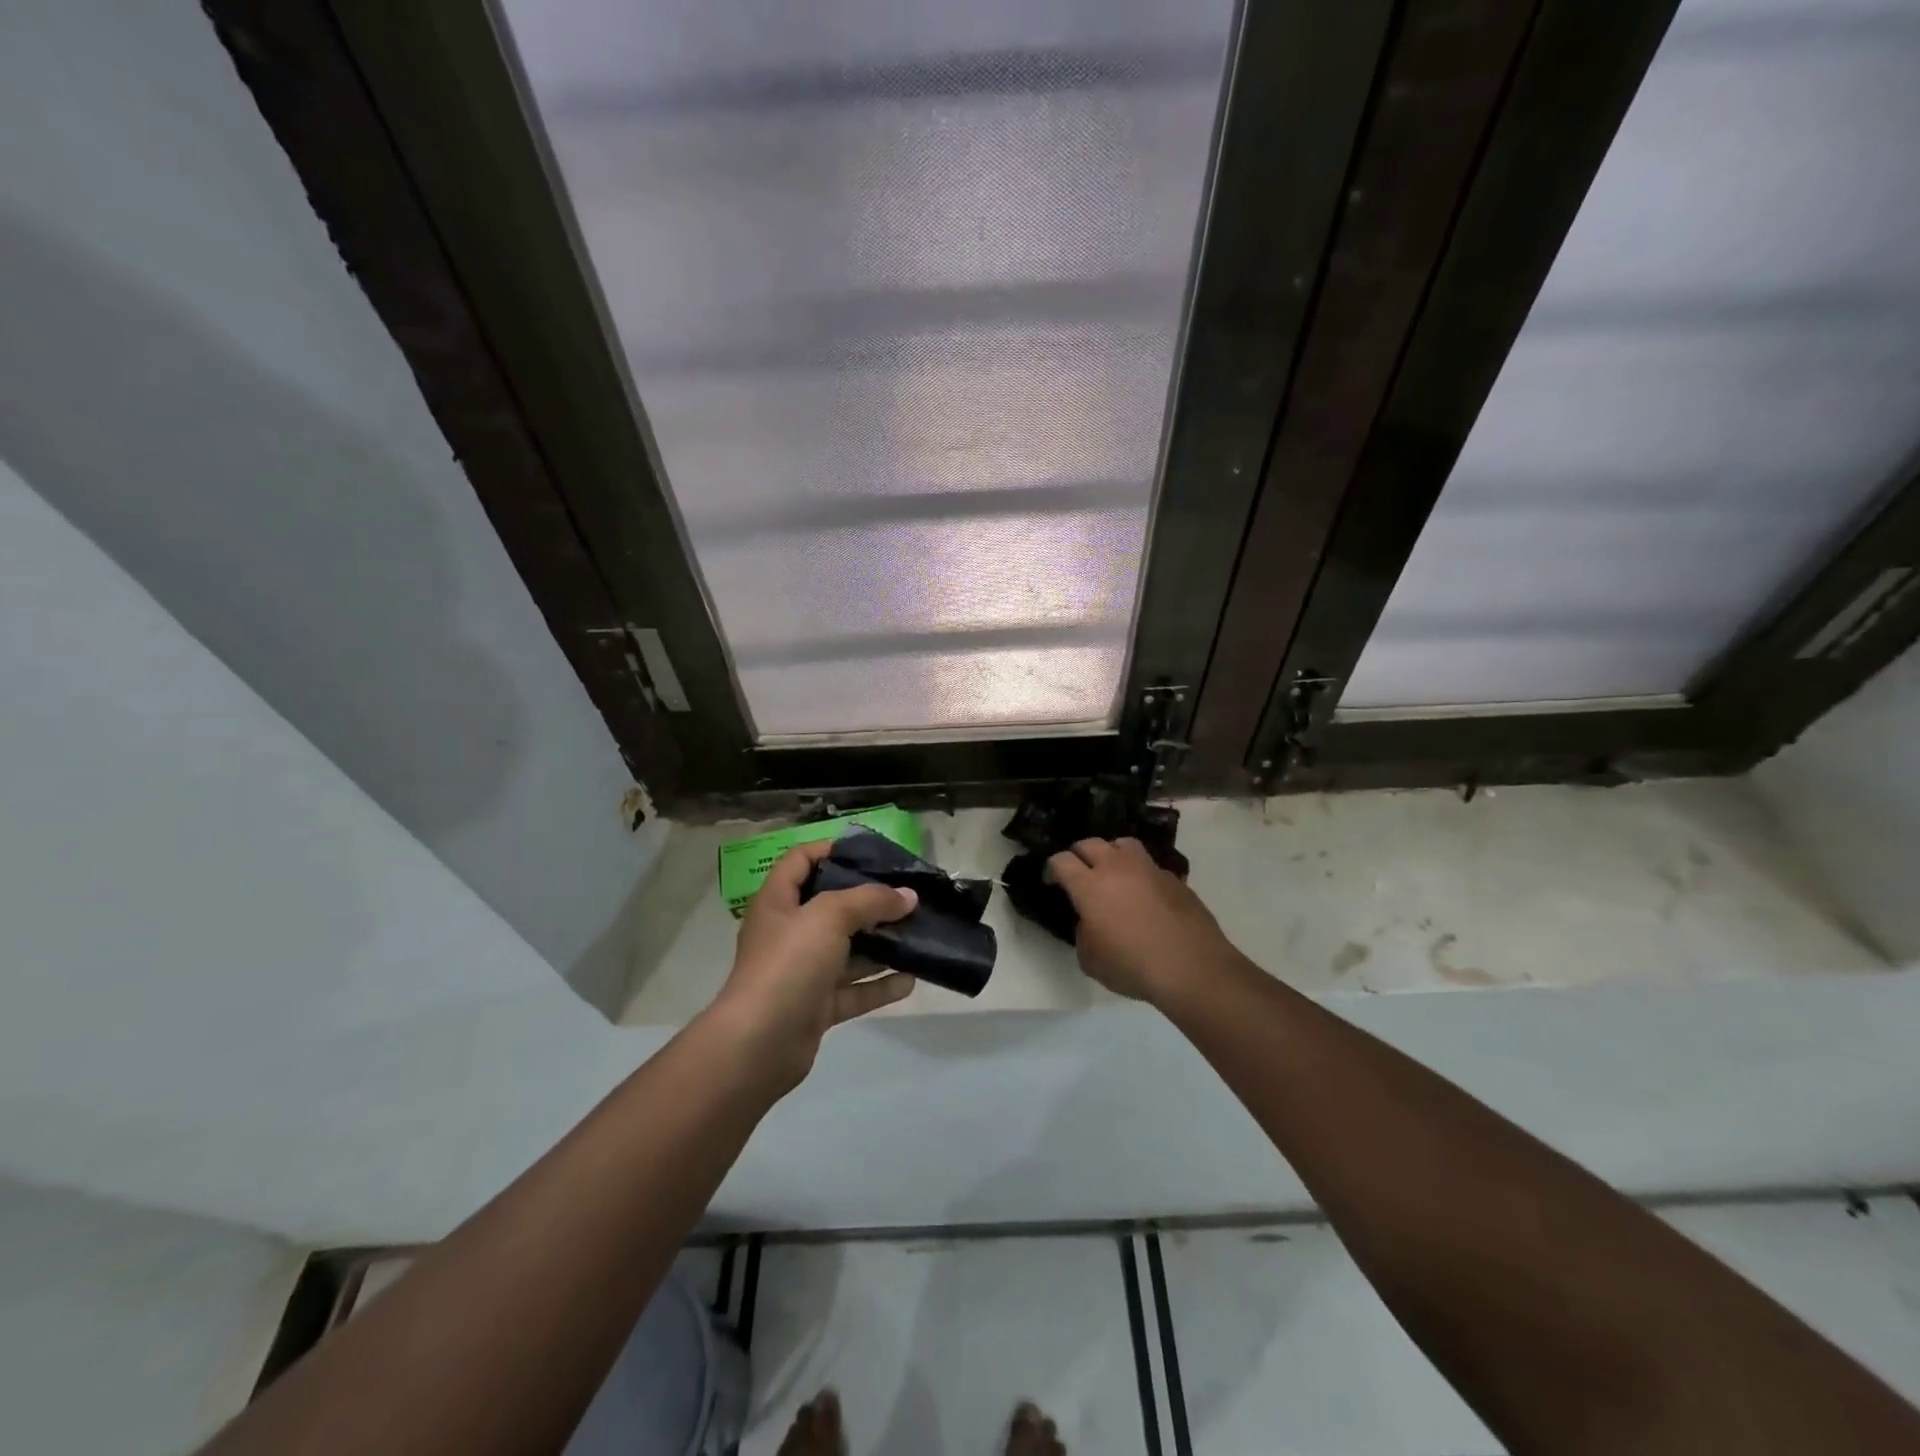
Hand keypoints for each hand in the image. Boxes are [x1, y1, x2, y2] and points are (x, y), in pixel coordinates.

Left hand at [710, 838, 916, 1089]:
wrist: (759, 1045)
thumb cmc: (788, 964)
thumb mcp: (828, 916)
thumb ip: (870, 900)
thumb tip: (908, 896)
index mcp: (778, 902)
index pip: (801, 861)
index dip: (831, 849)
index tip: (871, 852)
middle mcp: (789, 933)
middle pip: (831, 906)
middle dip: (869, 900)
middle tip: (908, 894)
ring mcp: (803, 972)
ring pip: (847, 951)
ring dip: (881, 943)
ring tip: (918, 933)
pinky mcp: (817, 1007)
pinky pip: (854, 990)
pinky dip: (880, 984)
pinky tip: (911, 979)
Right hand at [1048, 837, 1237, 1003]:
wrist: (1192, 967)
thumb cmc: (1133, 966)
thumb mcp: (1091, 960)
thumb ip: (1083, 933)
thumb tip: (1090, 921)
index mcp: (1089, 885)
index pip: (1061, 860)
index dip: (1052, 869)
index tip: (1053, 882)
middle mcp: (1117, 867)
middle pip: (1090, 843)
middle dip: (1079, 855)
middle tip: (1080, 874)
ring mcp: (1148, 869)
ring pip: (1122, 844)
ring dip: (1112, 854)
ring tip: (1113, 873)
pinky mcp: (1174, 878)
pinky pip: (1149, 866)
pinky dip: (1141, 874)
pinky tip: (1145, 896)